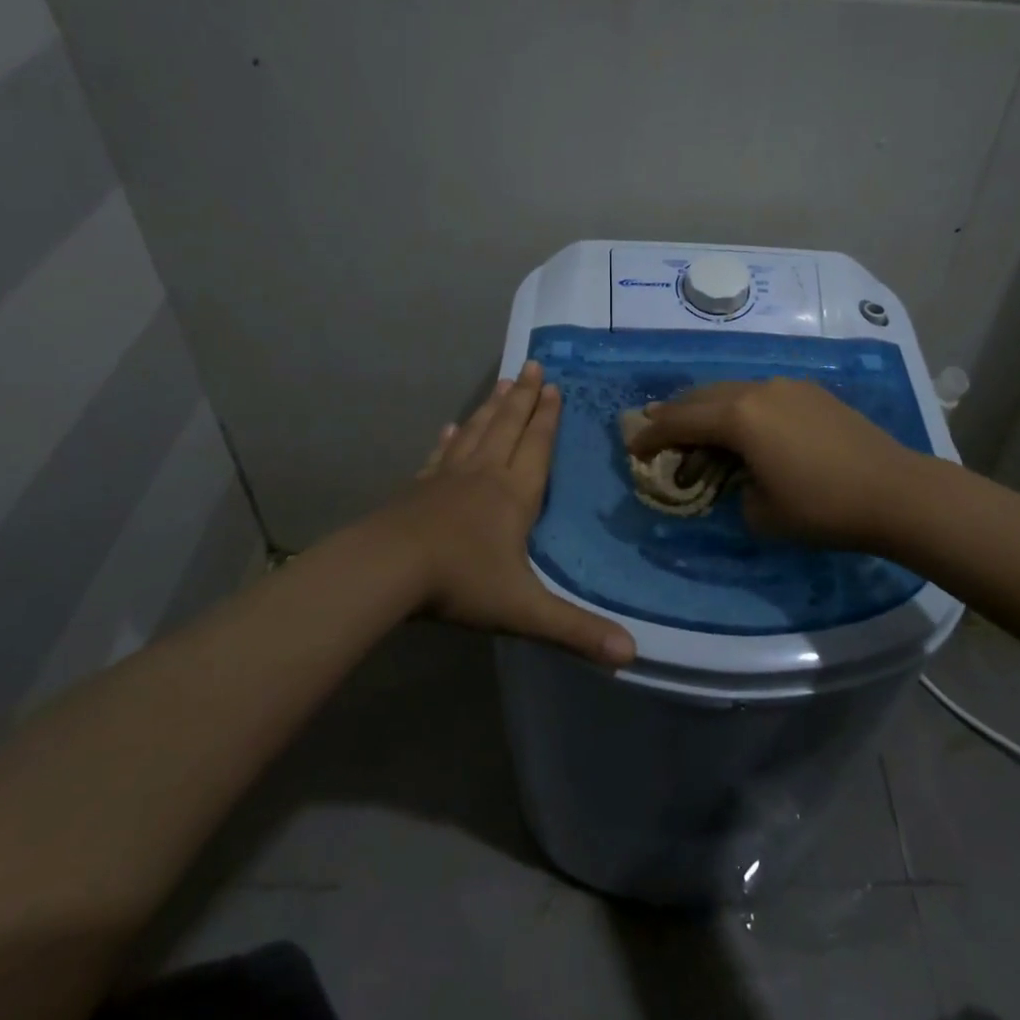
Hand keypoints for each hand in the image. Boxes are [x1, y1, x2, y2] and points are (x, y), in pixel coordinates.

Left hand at [379, 361, 635, 666]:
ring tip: (503, 383)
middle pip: (508, 427)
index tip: (554, 386)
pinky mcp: (419, 488)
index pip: (537, 446)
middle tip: (532, 366)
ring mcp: (447, 478)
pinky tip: (449, 428)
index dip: (547, 417)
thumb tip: (632, 654)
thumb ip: (576, 630)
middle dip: (524, 398)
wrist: (387, 569)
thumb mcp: (524, 610)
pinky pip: (440, 456)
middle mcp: (484, 475)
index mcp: (514, 494)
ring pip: (476, 432)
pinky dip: (449, 439)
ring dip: (492, 407)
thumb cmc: (461, 582)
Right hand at [625, 379, 916, 550]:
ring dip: (708, 407)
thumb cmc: (822, 508)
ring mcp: (788, 386)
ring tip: (694, 423)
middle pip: (702, 396)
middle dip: (675, 412)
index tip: (632, 447)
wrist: (895, 491)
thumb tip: (738, 477)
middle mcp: (758, 390)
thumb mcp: (761, 513)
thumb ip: (734, 488)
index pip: (681, 420)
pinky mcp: (812, 392)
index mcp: (739, 417)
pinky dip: (740, 407)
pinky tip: (743, 424)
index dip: (652, 435)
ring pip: (733, 390)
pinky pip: (761, 394)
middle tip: (653, 426)